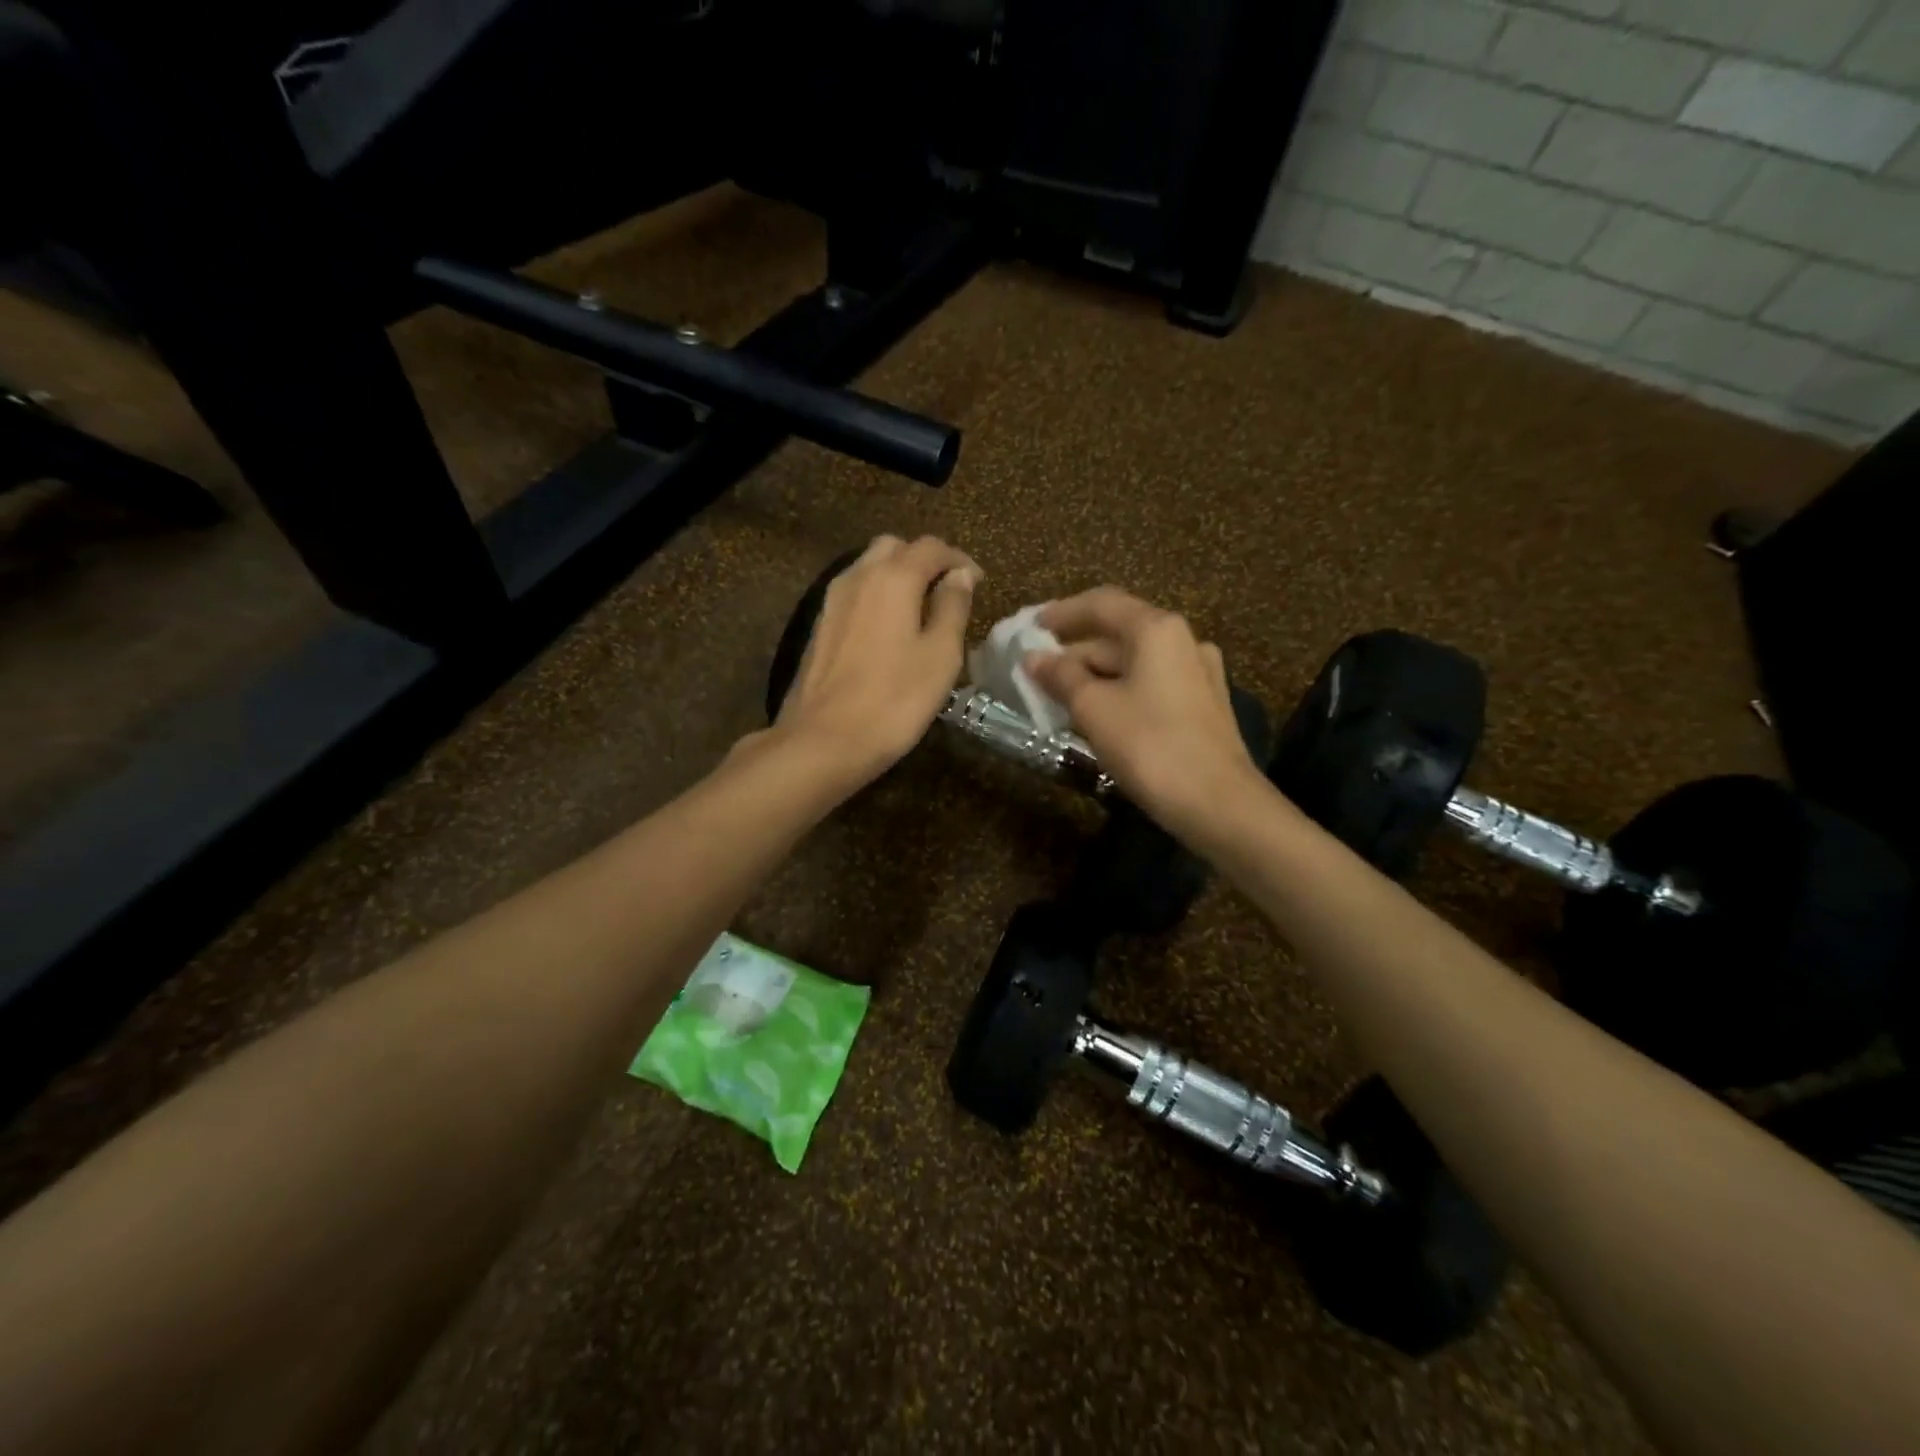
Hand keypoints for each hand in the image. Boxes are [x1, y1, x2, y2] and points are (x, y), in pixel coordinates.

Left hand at [772, 534, 980, 785]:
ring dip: (898, 576)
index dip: (958, 559)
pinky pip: (854, 592)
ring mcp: (832, 600)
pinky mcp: (820, 625)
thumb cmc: (894, 700)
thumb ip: (953, 607)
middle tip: (947, 591)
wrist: (823, 740)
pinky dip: (877, 595)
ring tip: (921, 609)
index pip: (930, 547)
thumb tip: (960, 575)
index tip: (977, 582)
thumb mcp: (941, 656)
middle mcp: (858, 576)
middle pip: (894, 548)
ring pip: (869, 567)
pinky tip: (890, 628)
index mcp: (893, 578)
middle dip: (924, 560)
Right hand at [1027, 588, 1264, 838]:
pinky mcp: (1204, 705)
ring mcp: (1199, 673)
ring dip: (1095, 675)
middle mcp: (1183, 641)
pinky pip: (1151, 685)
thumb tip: (1034, 659)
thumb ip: (1061, 677)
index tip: (1031, 628)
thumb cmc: (1150, 746)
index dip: (1062, 613)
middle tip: (1037, 675)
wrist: (1218, 804)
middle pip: (1118, 634)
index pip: (1101, 604)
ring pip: (1135, 663)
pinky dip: (1120, 691)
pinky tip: (1099, 716)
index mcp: (1157, 629)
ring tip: (1060, 698)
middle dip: (1075, 652)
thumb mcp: (1094, 708)